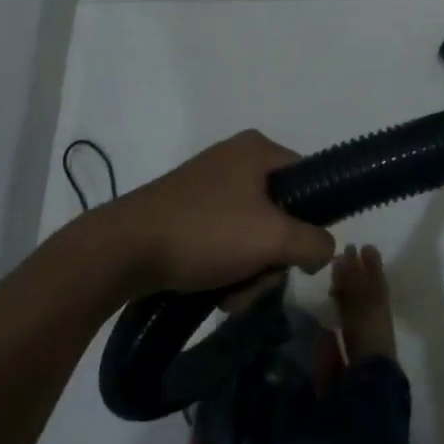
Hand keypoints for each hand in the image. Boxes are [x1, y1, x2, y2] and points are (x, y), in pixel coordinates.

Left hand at [95, 130, 335, 294]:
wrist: (120, 251)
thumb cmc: (205, 233)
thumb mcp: (274, 239)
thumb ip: (315, 242)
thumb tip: (324, 251)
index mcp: (258, 149)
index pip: (309, 179)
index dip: (312, 218)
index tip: (298, 251)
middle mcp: (235, 159)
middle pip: (281, 212)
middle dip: (273, 256)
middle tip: (258, 279)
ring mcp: (208, 185)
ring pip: (253, 231)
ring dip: (250, 269)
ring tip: (231, 294)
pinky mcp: (186, 211)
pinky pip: (224, 238)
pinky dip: (225, 266)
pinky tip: (214, 291)